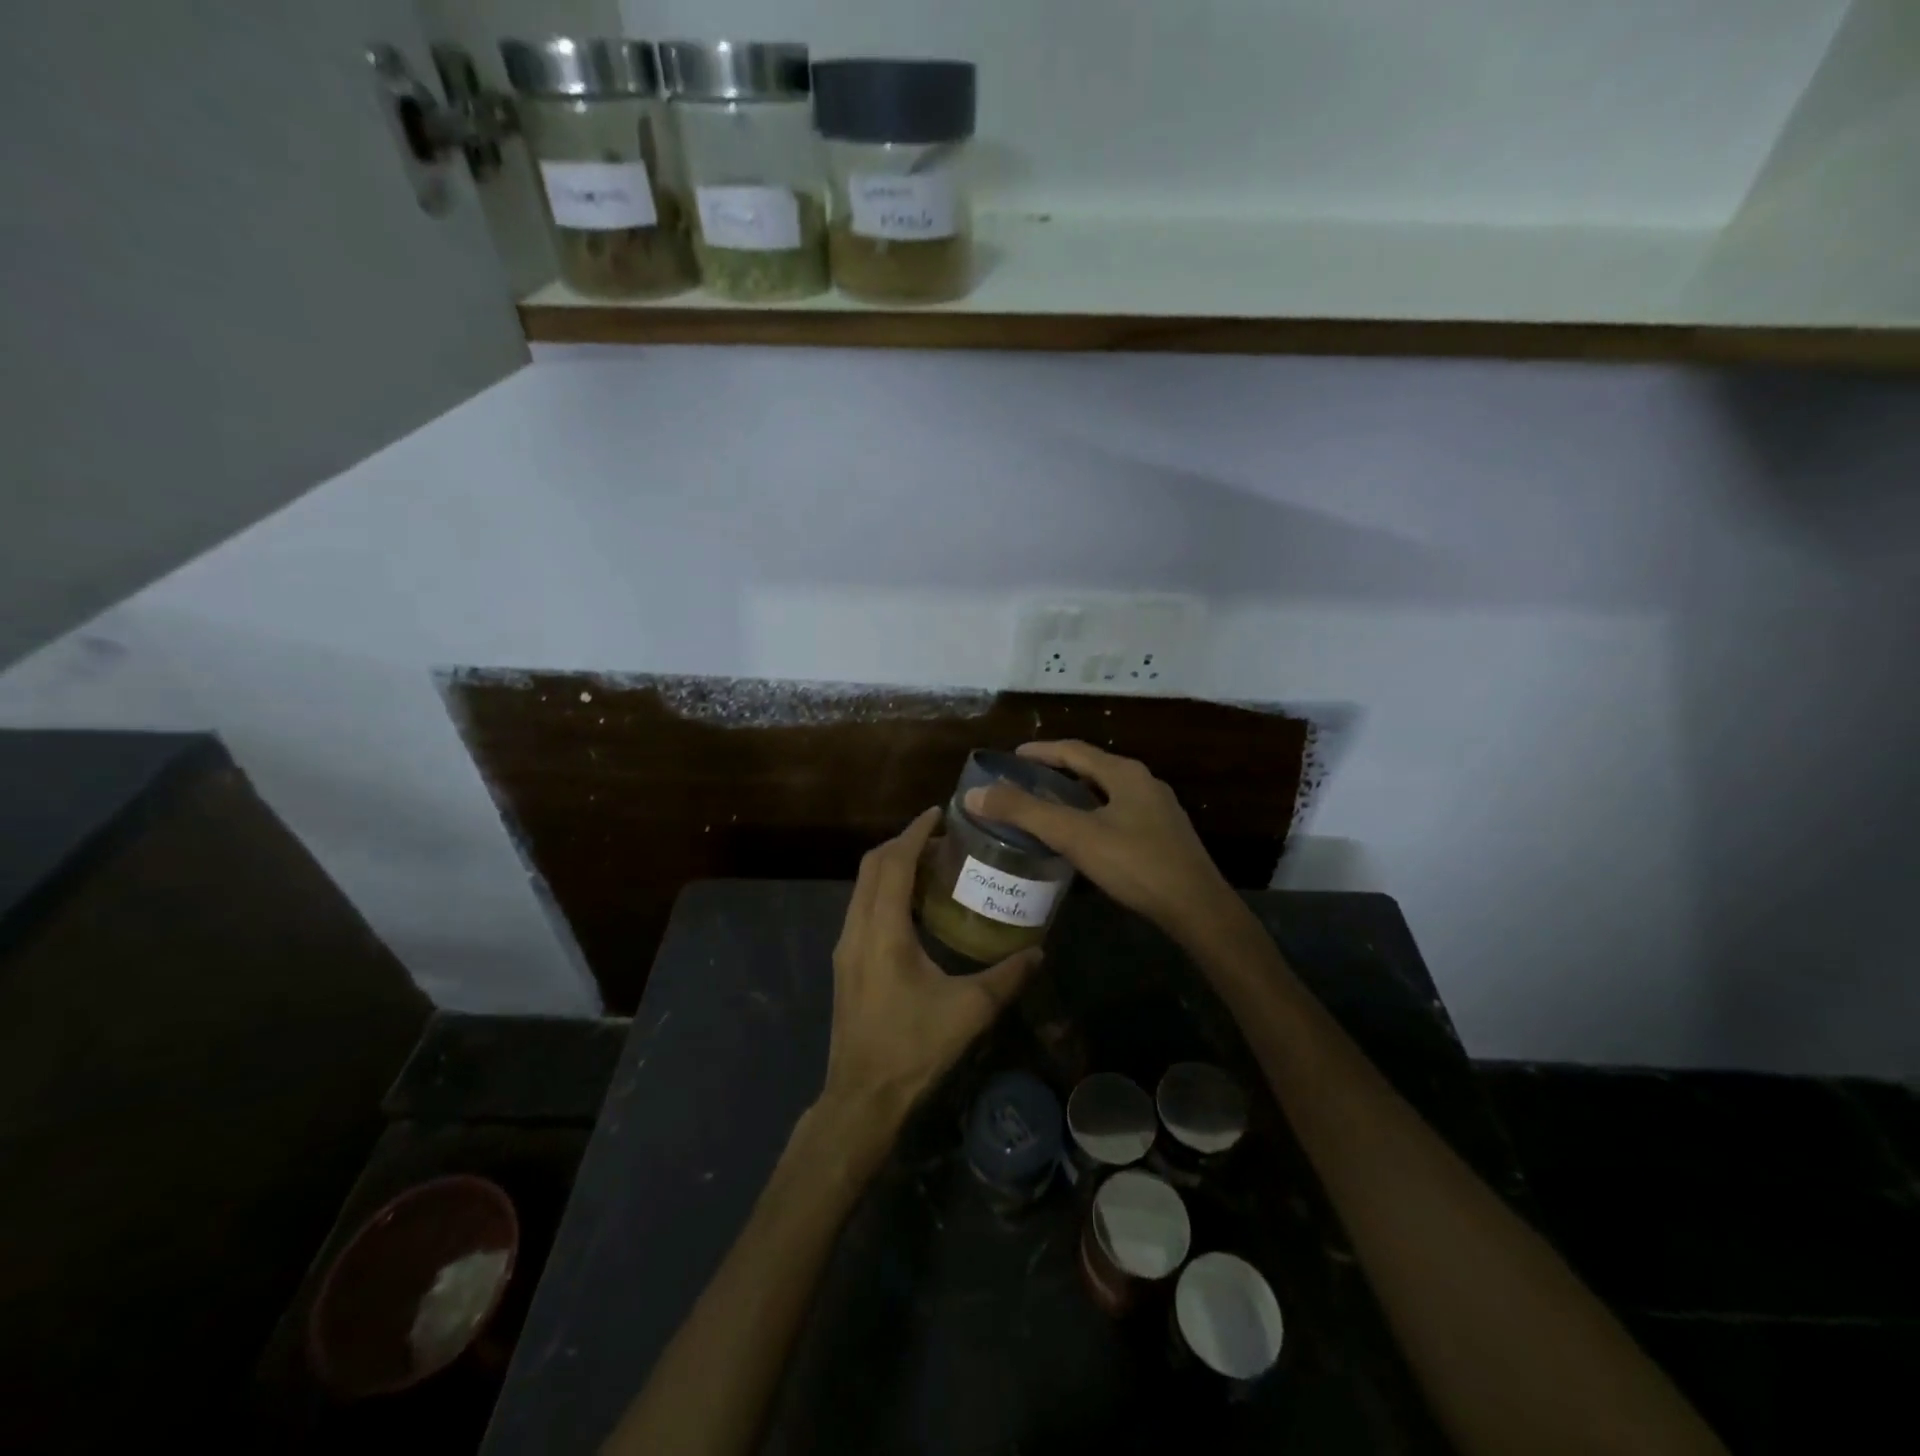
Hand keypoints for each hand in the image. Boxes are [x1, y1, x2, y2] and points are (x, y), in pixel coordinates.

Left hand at [822, 808, 1039, 1118]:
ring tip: (932, 866)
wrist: (861, 1095)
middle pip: (872, 866)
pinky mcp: (845, 963)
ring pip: (863, 886)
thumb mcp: (969, 1011)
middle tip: (941, 838)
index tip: (938, 813)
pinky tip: (915, 908)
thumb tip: (1039, 951)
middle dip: (904, 843)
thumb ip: (1007, 977)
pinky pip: (862, 907)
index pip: (894, 863)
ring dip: (892, 867)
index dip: (915, 833)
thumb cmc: (913, 1048)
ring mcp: (846, 946)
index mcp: (883, 930)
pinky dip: (885, 891)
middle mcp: (857, 929)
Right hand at [965, 740, 1237, 947]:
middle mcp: (1143, 783)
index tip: (1011, 758)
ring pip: (1105, 793)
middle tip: (1022, 785)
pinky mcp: (1164, 837)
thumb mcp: (1075, 835)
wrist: (1198, 909)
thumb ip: (1024, 813)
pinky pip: (1118, 815)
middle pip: (1090, 768)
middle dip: (1055, 773)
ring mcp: (1157, 811)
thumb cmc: (1136, 864)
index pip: (1073, 750)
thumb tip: (975, 794)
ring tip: (1044, 810)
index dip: (1039, 751)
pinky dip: (1091, 816)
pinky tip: (1081, 839)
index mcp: (1124, 773)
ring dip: (1074, 796)